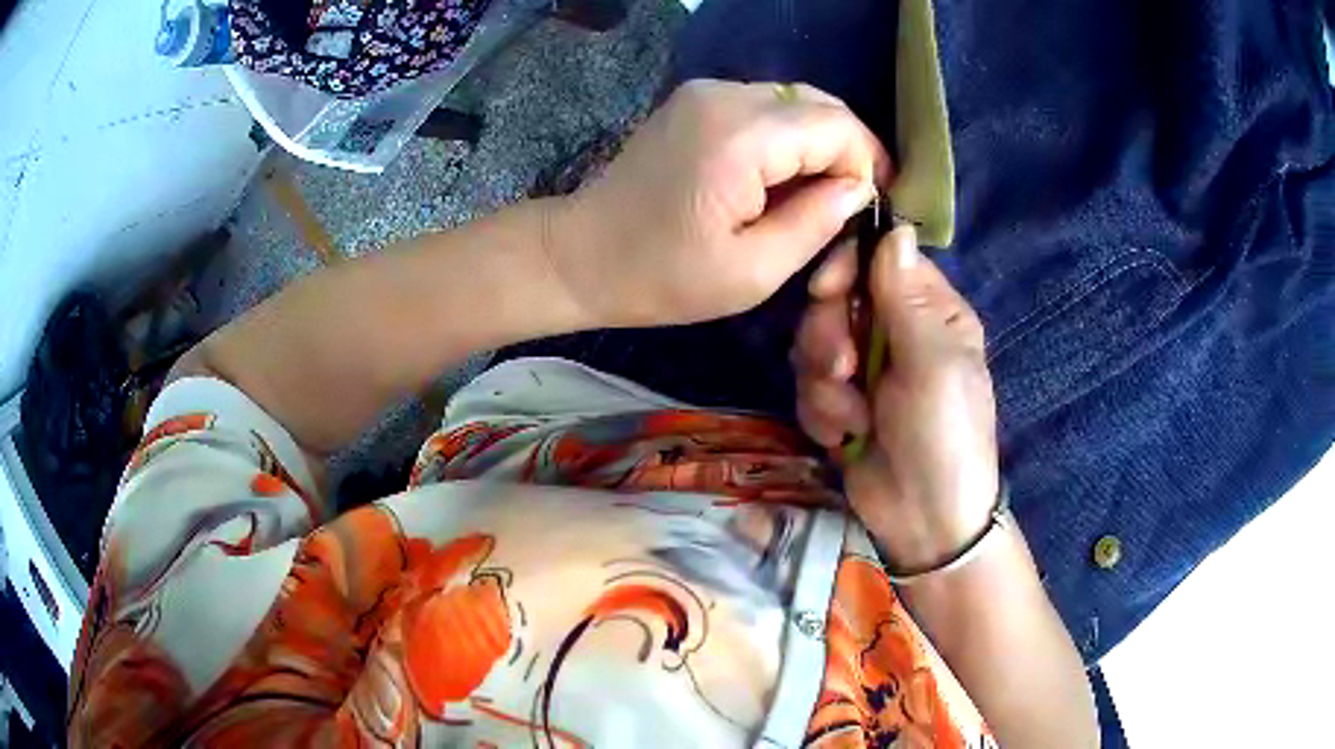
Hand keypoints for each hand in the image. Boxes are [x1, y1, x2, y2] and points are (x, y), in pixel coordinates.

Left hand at [549, 79, 889, 327]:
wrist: (581, 255)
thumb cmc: (662, 276)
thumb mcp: (752, 271)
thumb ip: (816, 222)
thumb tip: (858, 189)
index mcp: (741, 136)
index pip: (837, 125)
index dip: (867, 163)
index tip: (871, 207)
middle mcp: (725, 95)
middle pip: (820, 104)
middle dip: (847, 151)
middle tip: (850, 203)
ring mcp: (706, 92)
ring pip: (795, 101)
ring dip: (818, 144)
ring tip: (816, 196)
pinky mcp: (696, 100)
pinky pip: (765, 106)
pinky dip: (786, 137)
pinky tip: (779, 178)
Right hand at [792, 225, 1000, 570]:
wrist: (924, 520)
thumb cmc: (944, 435)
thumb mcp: (934, 363)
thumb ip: (908, 296)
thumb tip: (896, 228)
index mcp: (930, 311)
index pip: (878, 260)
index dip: (846, 267)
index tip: (827, 290)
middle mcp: (895, 331)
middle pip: (835, 300)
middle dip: (829, 337)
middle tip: (845, 372)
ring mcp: (864, 369)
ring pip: (813, 344)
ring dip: (825, 385)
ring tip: (853, 419)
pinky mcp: (838, 404)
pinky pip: (807, 387)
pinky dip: (821, 414)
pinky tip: (844, 439)